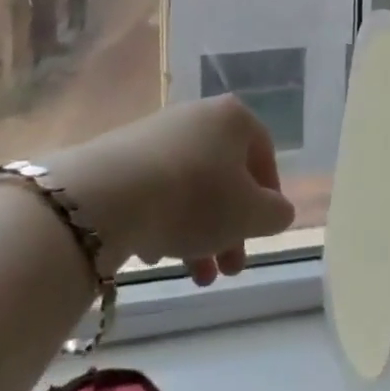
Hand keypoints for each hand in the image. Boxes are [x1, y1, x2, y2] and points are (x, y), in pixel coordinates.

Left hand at [38, 98, 296, 286]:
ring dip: (198, 231)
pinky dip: (163, 219)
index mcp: (235, 118)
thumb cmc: (197, 197)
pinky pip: (156, 189)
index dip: (268, 198)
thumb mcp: (251, 214)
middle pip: (225, 175)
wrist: (111, 194)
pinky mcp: (123, 155)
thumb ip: (275, 213)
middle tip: (229, 269)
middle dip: (230, 227)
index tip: (262, 233)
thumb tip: (278, 210)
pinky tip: (155, 253)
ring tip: (193, 275)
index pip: (264, 155)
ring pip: (190, 186)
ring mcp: (158, 133)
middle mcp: (199, 115)